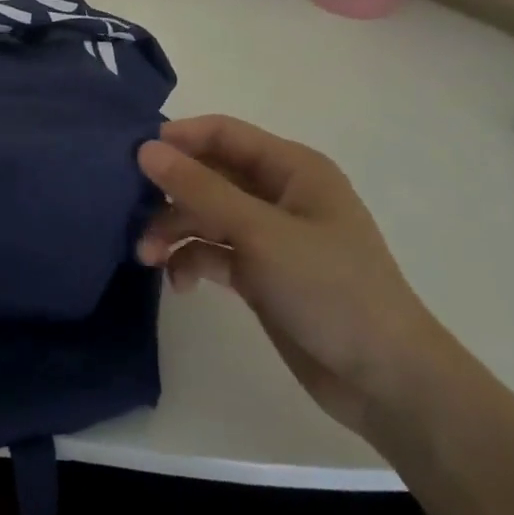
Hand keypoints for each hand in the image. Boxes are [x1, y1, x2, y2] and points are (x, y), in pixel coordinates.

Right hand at [136, 115, 455, 437]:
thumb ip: (200, 189)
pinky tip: (179, 283)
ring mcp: (268, 235)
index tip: (132, 156)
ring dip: (173, 229)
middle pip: (208, 174)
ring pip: (204, 215)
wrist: (385, 381)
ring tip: (145, 255)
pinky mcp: (259, 272)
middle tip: (128, 209)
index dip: (178, 138)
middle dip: (169, 191)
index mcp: (292, 168)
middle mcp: (278, 194)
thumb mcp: (260, 233)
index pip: (223, 134)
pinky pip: (212, 252)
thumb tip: (145, 148)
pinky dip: (190, 260)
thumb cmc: (331, 289)